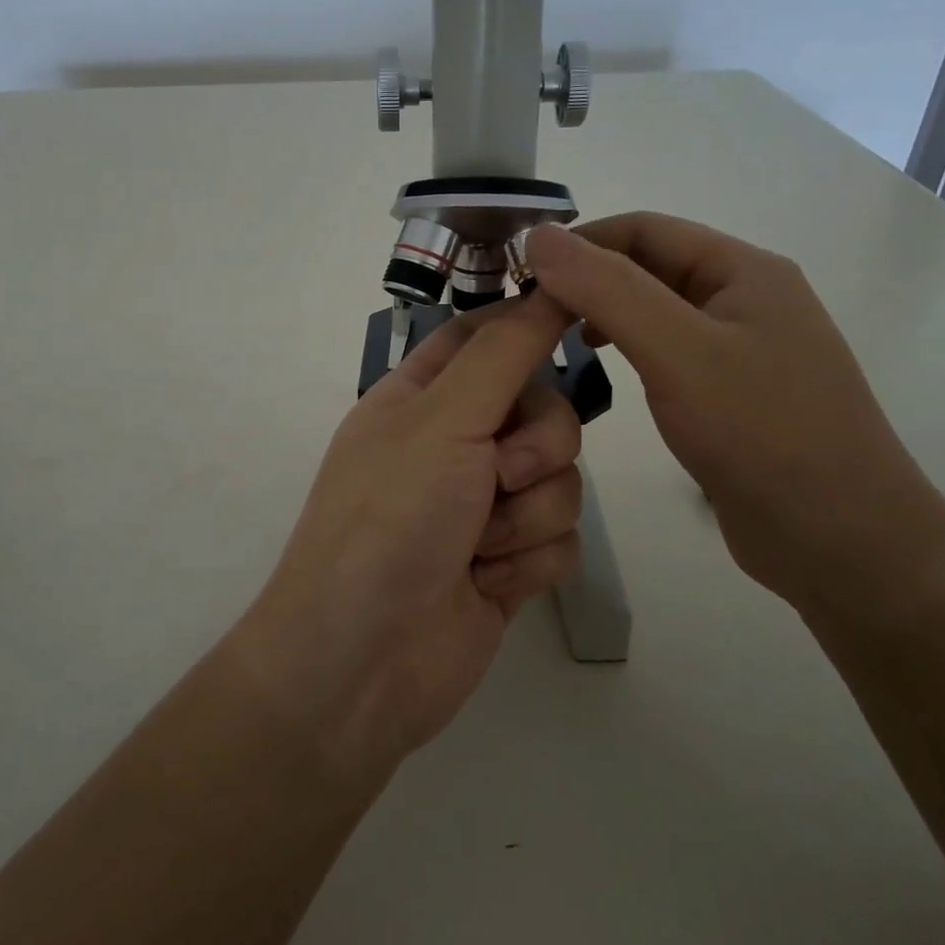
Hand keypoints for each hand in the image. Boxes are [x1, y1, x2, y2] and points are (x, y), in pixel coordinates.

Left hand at [230, 294, 582, 779]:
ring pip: (560, 479)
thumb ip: (504, 352)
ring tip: (480, 546)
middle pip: (543, 411)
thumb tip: (547, 284)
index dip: (528, 325)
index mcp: (422, 399)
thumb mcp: (443, 419)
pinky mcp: (507, 563)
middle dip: (538, 446)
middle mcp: (452, 445)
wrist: (365, 659)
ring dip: (528, 515)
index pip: (485, 336)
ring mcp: (481, 507)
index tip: (579, 316)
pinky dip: (528, 561)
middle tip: (500, 474)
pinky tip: (486, 585)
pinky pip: (560, 539)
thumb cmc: (390, 518)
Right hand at [526, 216, 944, 613]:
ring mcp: (742, 349)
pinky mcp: (734, 395)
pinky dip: (629, 351)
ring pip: (657, 311)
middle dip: (589, 279)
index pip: (644, 229)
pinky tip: (607, 374)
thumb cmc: (762, 433)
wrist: (842, 541)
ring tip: (558, 339)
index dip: (580, 241)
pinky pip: (669, 354)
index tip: (522, 273)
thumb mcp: (678, 352)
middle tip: (530, 312)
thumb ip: (608, 290)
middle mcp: (745, 299)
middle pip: (651, 267)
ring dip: (606, 314)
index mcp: (743, 270)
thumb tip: (540, 236)